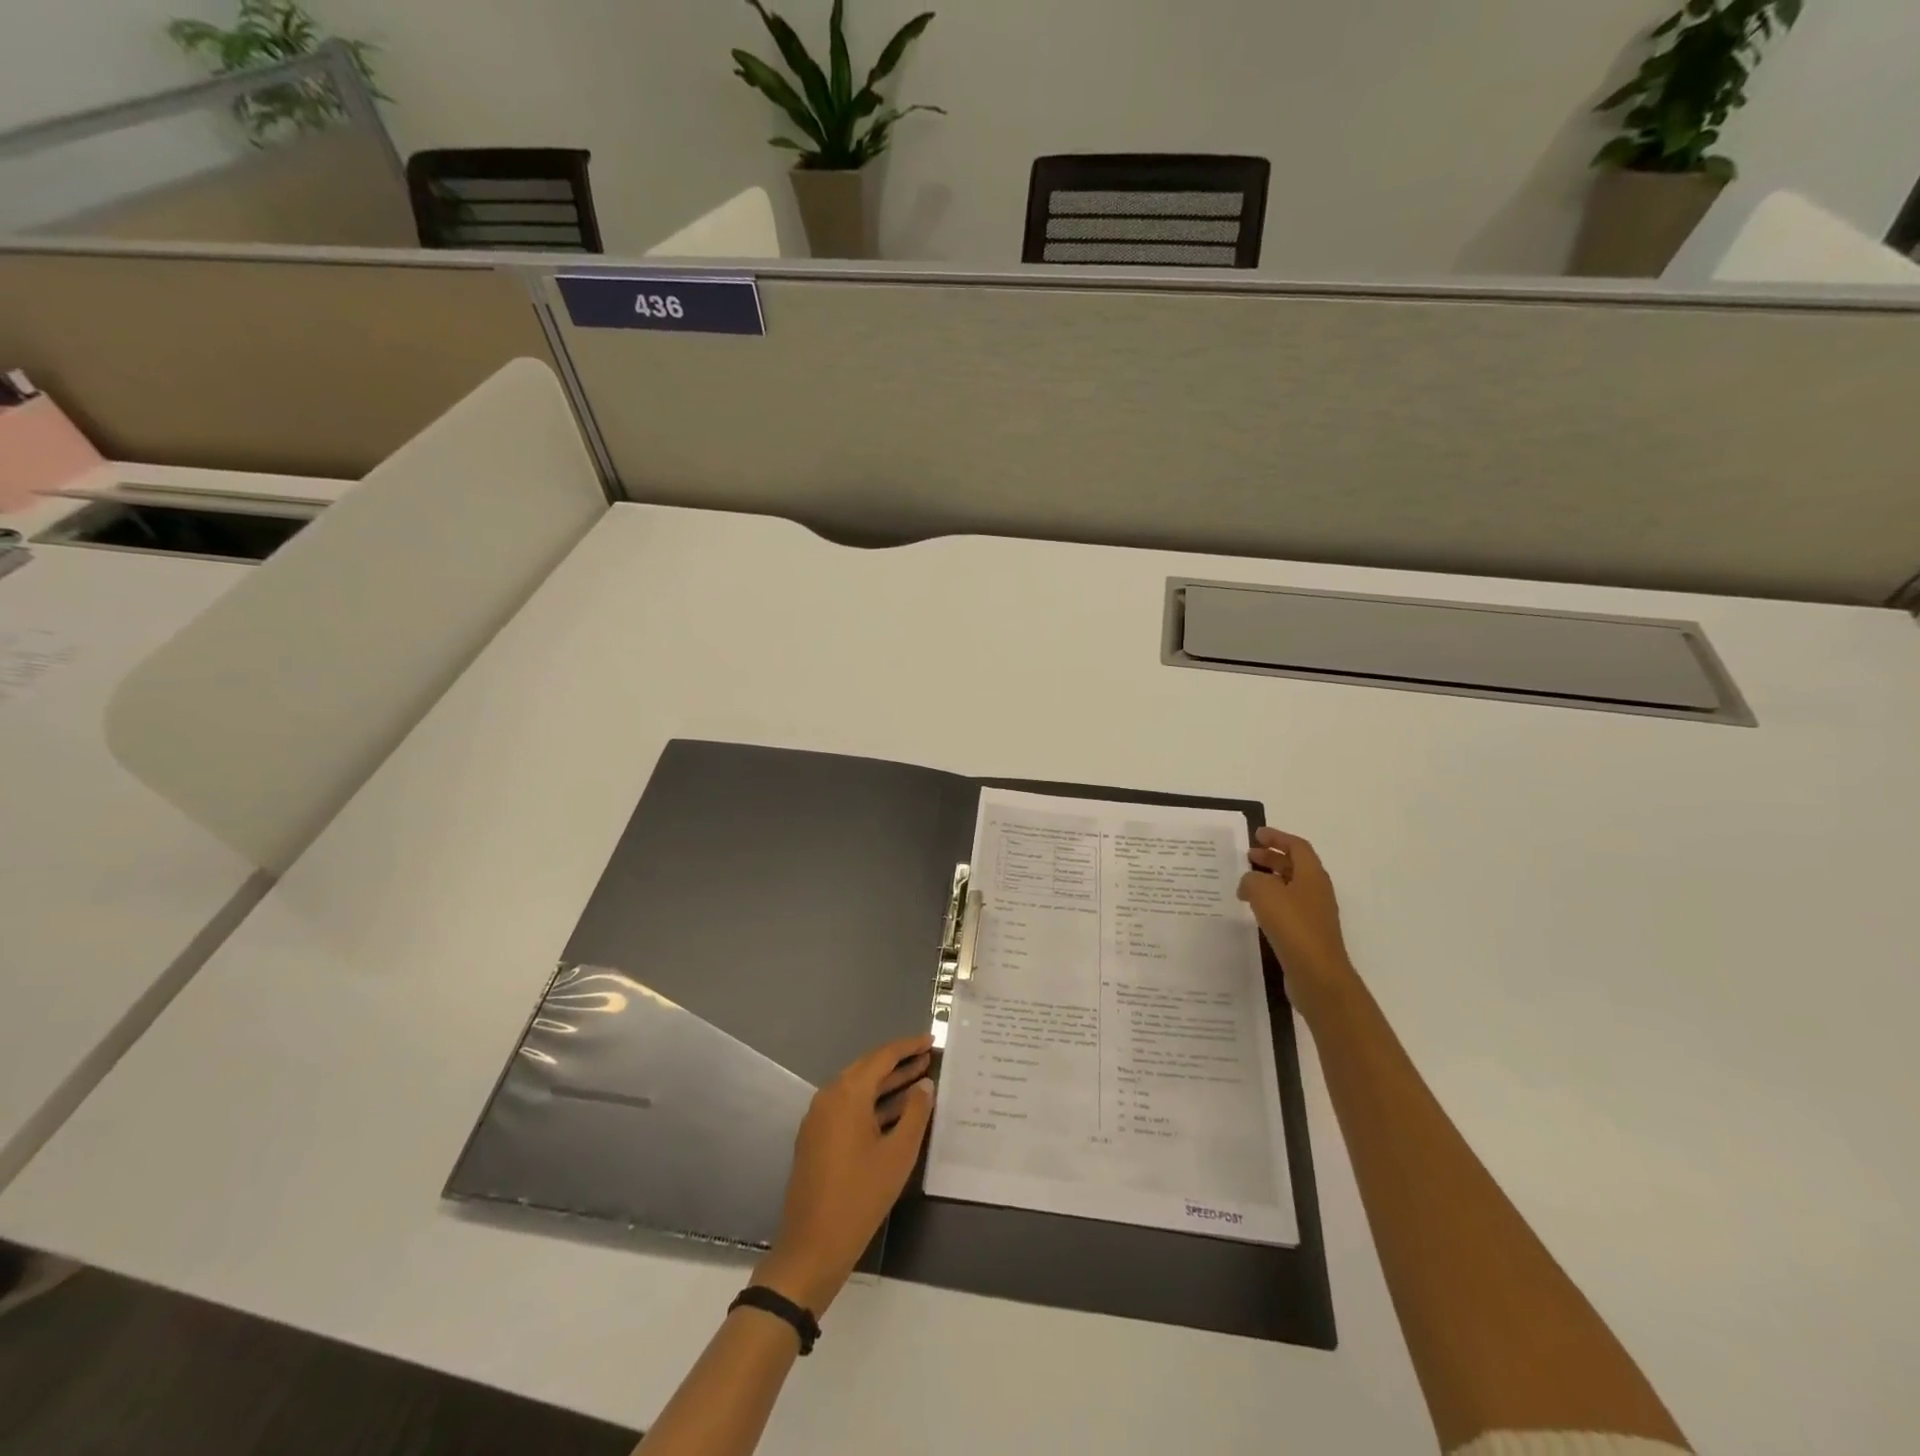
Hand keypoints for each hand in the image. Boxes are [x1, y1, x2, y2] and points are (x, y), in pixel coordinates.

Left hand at [754, 1033, 934, 1314]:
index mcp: (847, 1094)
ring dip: (887, 1083)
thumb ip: (915, 1113)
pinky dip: (872, 1102)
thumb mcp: (898, 1155)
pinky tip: (894, 1111)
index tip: (931, 1040)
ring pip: (857, 1088)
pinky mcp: (816, 1137)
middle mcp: (829, 1097)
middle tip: (927, 1057)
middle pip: (867, 1068)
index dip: (908, 1047)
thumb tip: (924, 1084)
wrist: (812, 1246)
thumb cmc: (860, 1197)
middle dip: (898, 1062)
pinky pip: (848, 1106)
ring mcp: (819, 1117)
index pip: (882, 1057)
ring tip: (919, 1079)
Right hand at [1238, 827, 1358, 1007]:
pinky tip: (1255, 910)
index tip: (1257, 835)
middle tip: (1248, 856)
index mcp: (1312, 875)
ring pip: (1290, 888)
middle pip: (1295, 866)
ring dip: (1270, 880)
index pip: (1297, 846)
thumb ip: (1252, 879)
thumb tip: (1249, 883)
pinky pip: (1288, 908)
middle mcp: (1317, 891)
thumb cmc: (1293, 926)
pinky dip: (1271, 902)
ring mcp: (1314, 914)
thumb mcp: (1264, 892)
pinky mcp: (1308, 934)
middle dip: (1272, 858)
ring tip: (1246, 883)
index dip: (1277, 838)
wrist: (1317, 974)